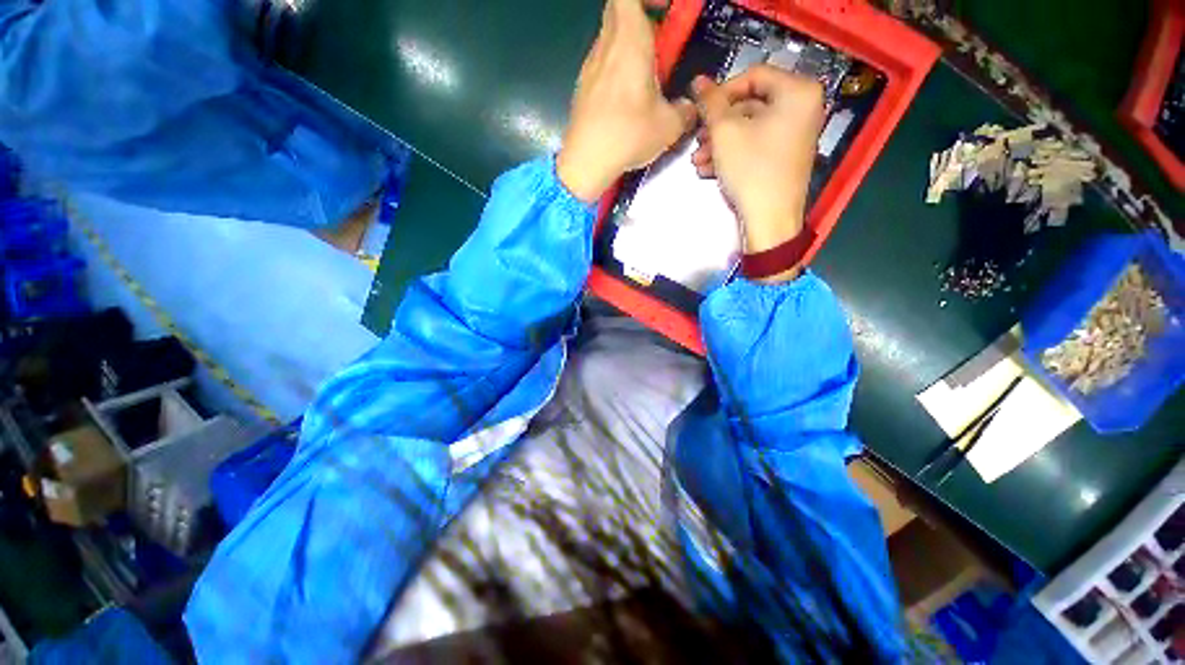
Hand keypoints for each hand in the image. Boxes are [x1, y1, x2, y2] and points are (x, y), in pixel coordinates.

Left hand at [557, 0, 696, 202]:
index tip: (664, 9)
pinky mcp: (582, 89)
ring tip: (645, 77)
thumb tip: (690, 108)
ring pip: (608, 39)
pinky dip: (615, 70)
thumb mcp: (669, 127)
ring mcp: (589, 67)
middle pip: (618, 11)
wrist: (585, 163)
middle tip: (659, 41)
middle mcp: (605, 47)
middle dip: (640, 17)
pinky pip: (601, 65)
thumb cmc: (627, 136)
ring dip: (628, 46)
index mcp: (629, 42)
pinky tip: (626, 100)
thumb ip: (685, 111)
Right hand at [691, 66, 824, 255]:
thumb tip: (699, 81)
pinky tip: (709, 170)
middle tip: (697, 140)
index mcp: (798, 92)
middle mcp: (803, 108)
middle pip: (750, 105)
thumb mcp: (725, 132)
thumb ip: (711, 102)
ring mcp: (795, 135)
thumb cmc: (751, 170)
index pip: (753, 75)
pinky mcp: (785, 157)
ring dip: (720, 143)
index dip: (722, 91)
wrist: (769, 219)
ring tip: (698, 161)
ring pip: (750, 129)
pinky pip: (756, 145)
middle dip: (718, 125)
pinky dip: (732, 154)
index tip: (701, 109)